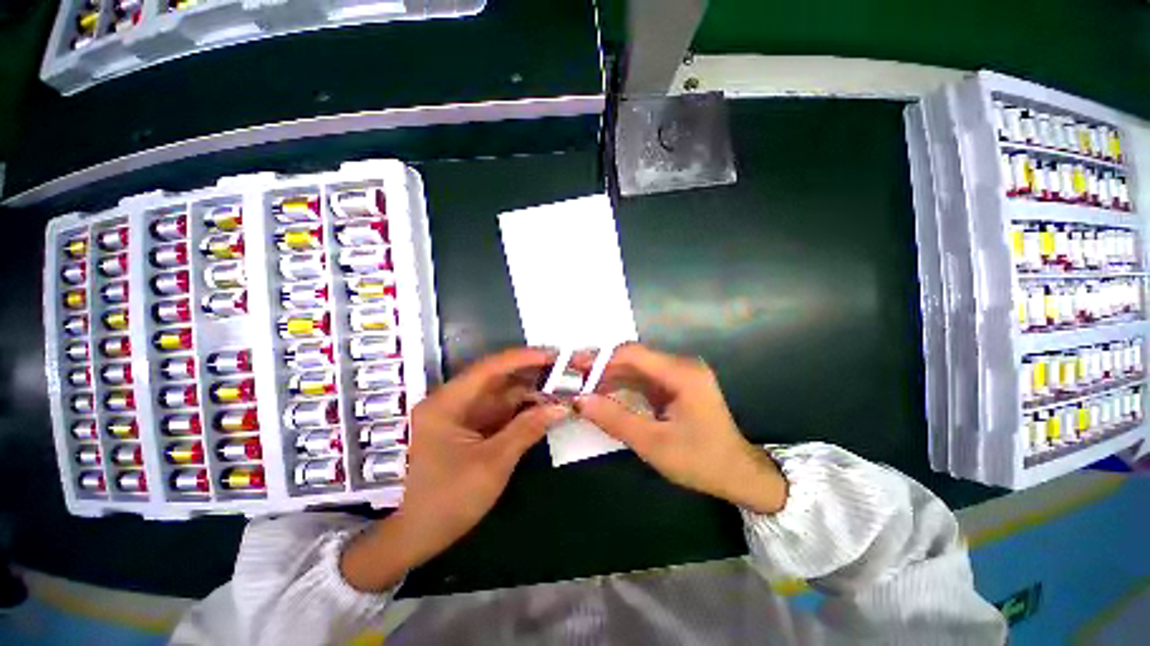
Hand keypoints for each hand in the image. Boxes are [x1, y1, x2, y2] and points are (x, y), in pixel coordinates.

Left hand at [341, 348, 568, 591]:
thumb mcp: (491, 464)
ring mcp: (459, 417)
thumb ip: (526, 430)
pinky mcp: (466, 430)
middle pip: (496, 378)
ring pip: (499, 395)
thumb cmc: (444, 501)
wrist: (408, 539)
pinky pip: (496, 412)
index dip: (523, 358)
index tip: (552, 356)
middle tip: (562, 370)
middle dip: (529, 374)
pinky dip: (519, 410)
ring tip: (558, 387)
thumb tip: (560, 408)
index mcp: (448, 403)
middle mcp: (452, 402)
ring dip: (528, 392)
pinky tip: (541, 407)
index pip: (490, 368)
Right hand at [575, 344, 786, 514]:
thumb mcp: (653, 444)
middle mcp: (681, 365)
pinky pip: (643, 378)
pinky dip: (622, 385)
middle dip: (602, 368)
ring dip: (609, 377)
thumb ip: (614, 419)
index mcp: (682, 374)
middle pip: (632, 358)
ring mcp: (679, 374)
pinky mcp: (675, 384)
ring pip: (635, 368)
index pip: (632, 354)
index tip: (575, 373)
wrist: (738, 474)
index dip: (600, 360)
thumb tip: (578, 400)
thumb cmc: (700, 461)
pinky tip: (604, 393)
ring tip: (583, 388)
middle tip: (573, 381)